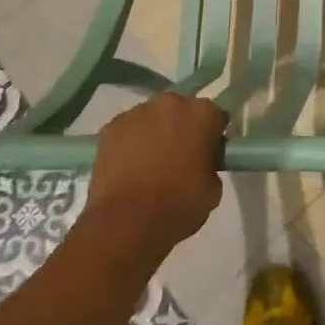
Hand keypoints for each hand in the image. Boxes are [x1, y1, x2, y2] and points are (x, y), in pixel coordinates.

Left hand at [86, 94, 226, 251]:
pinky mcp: (110, 128)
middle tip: (178, 158)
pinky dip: (128, 144)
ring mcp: (137, 113)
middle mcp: (171, 103)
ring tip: (148, 166)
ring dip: (153, 134)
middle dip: (181, 128)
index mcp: (203, 113)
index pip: (214, 118)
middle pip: (180, 111)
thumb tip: (200, 164)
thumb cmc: (179, 204)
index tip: (206, 155)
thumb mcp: (213, 188)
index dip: (211, 137)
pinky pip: (126, 132)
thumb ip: (210, 165)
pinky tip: (127, 169)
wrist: (128, 222)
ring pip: (151, 119)